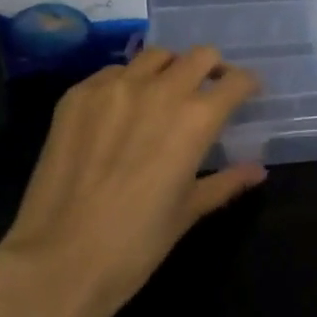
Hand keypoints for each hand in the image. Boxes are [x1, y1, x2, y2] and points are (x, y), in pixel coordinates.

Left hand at [0, 46, 264, 315]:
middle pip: (200, 56)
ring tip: (163, 92)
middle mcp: (160, 89)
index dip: (246, 84)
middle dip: (212, 68)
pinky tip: (120, 110)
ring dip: (169, 69)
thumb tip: (257, 170)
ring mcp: (115, 87)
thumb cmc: (136, 244)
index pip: (235, 81)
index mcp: (196, 118)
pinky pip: (112, 73)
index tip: (247, 92)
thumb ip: (226, 182)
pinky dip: (126, 82)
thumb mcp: (188, 212)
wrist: (59, 261)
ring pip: (156, 56)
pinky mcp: (78, 94)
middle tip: (208, 89)